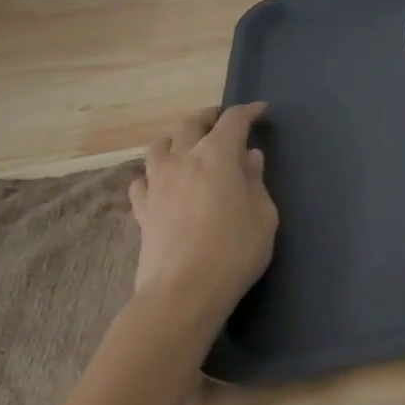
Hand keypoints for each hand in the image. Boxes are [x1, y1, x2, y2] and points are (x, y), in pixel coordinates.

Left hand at [128, 103, 277, 319]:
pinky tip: (163, 182)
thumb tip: (249, 158)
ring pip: (160, 146)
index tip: (261, 111)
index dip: (249, 112)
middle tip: (223, 121)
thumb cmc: (234, 250)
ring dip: (177, 139)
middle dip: (210, 117)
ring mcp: (157, 183)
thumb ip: (255, 181)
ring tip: (188, 146)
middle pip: (191, 124)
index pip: (233, 120)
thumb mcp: (263, 214)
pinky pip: (142, 179)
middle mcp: (183, 159)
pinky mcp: (141, 210)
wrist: (182, 293)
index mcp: (217, 155)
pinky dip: (154, 173)